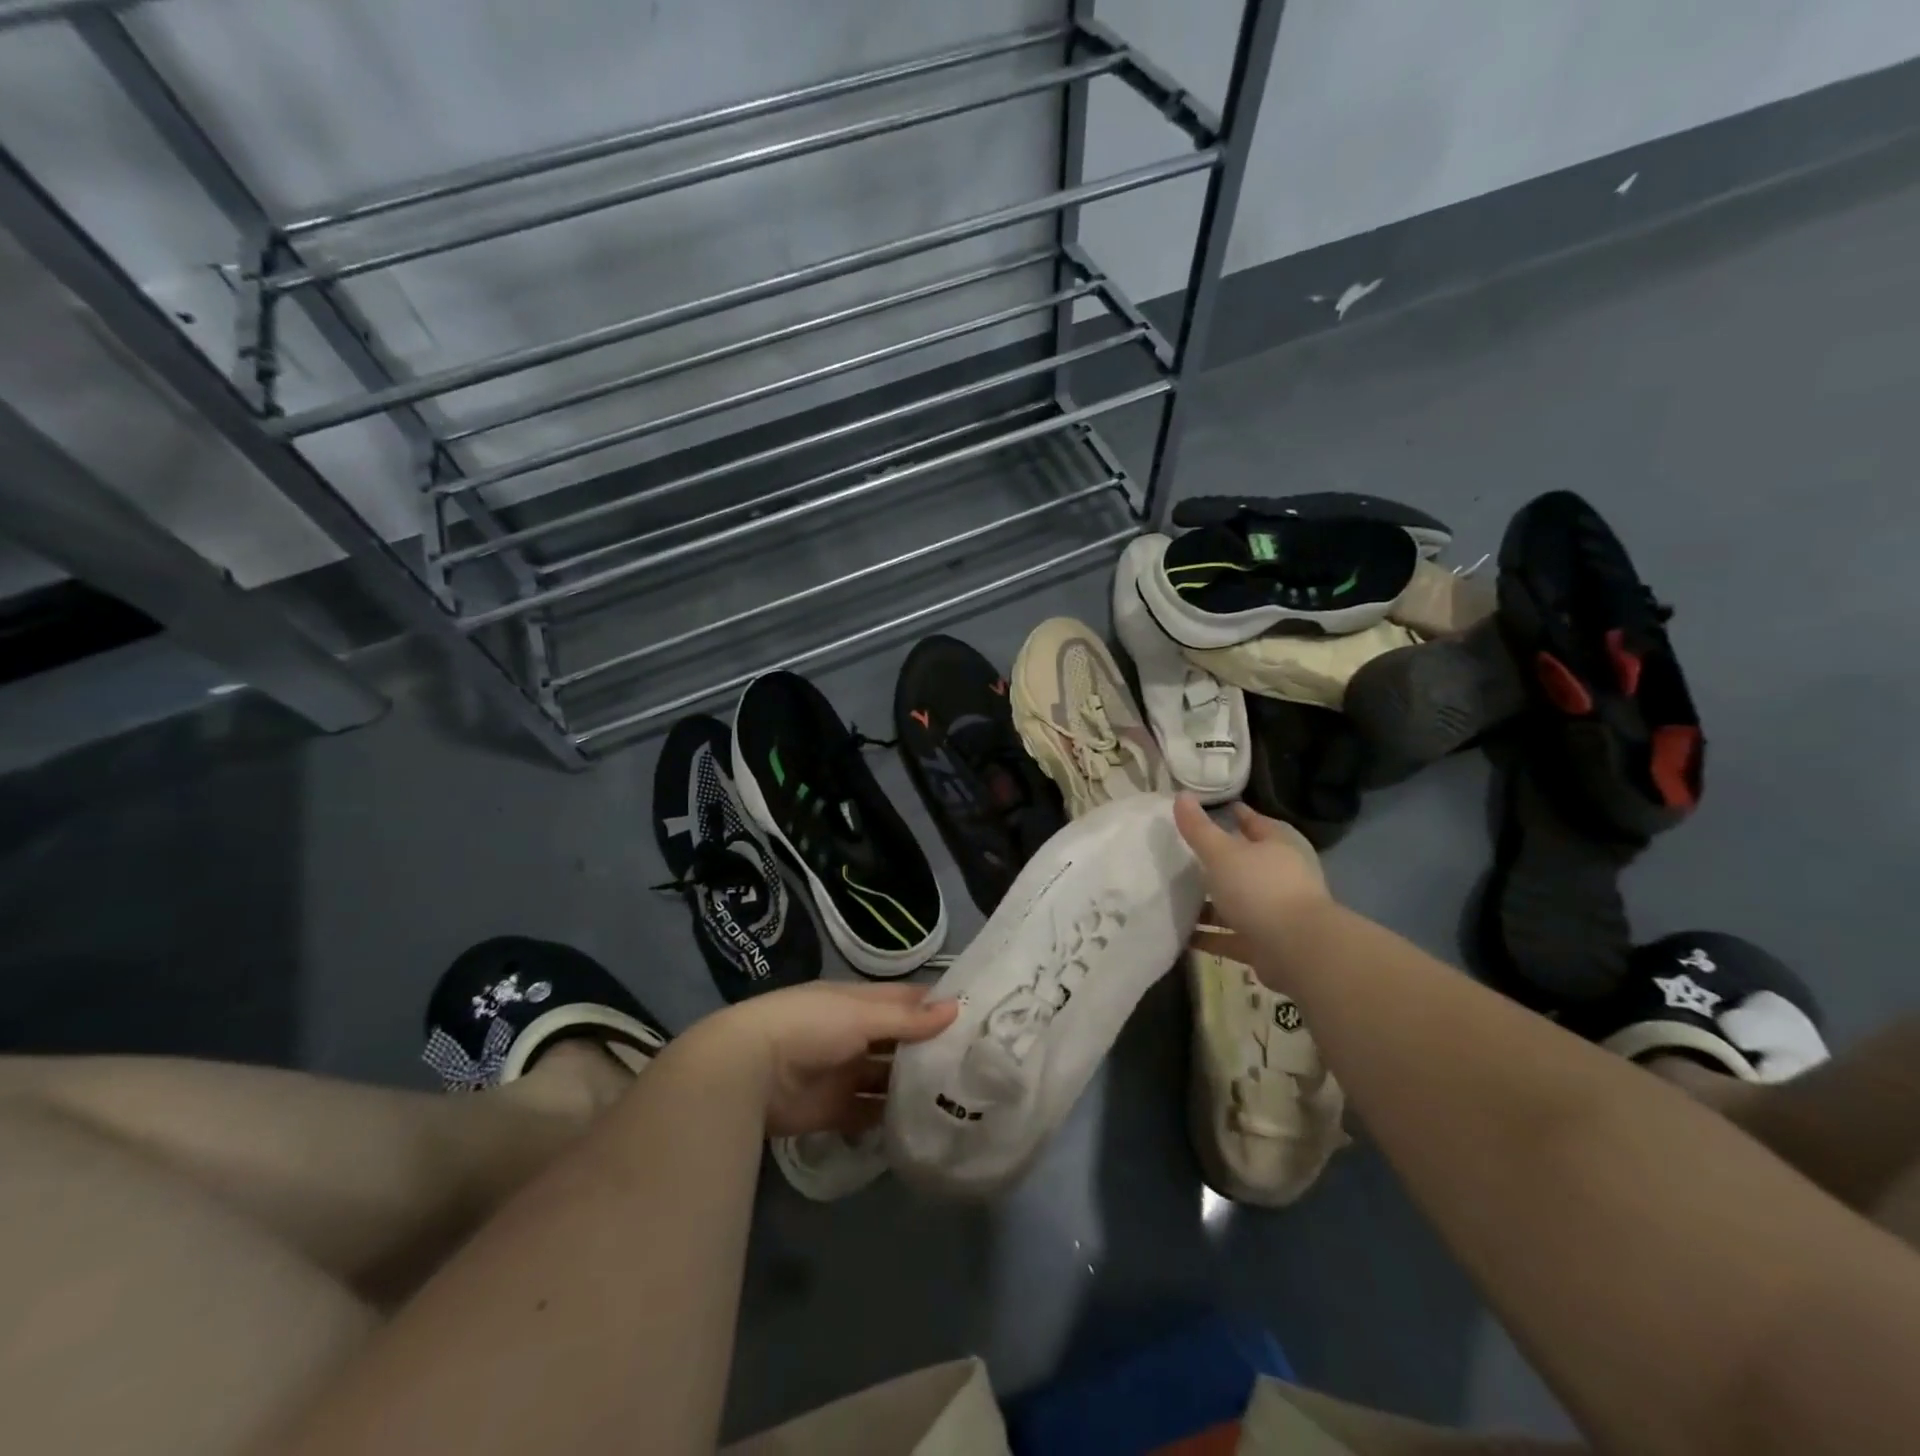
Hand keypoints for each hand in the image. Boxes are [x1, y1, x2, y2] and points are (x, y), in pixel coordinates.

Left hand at [712, 981, 957, 1137]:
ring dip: (913, 1087)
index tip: (976, 1019)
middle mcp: (855, 1034)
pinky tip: (922, 1126)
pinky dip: (890, 1120)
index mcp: (859, 1003)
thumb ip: (907, 1018)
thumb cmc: (811, 1025)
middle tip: (976, 1066)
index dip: (936, 1007)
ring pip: (887, 1079)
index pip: (905, 1001)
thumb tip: (955, 1009)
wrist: (750, 1070)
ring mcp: (845, 1073)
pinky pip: (870, 1114)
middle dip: (930, 1051)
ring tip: (957, 1100)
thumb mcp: (862, 1015)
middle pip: (899, 1042)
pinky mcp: (836, 1110)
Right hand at [1174, 795, 1329, 959]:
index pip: (1255, 823)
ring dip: (1211, 903)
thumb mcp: (1222, 853)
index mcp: (1277, 847)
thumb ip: (1199, 828)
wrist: (1297, 950)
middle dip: (1219, 861)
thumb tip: (1180, 795)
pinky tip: (1184, 935)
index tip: (1214, 810)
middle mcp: (1280, 877)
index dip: (1236, 815)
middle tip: (1185, 856)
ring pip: (1237, 901)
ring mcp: (1275, 912)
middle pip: (1246, 864)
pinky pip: (1231, 936)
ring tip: (1177, 897)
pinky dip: (1210, 936)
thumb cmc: (1260, 889)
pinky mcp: (1266, 943)